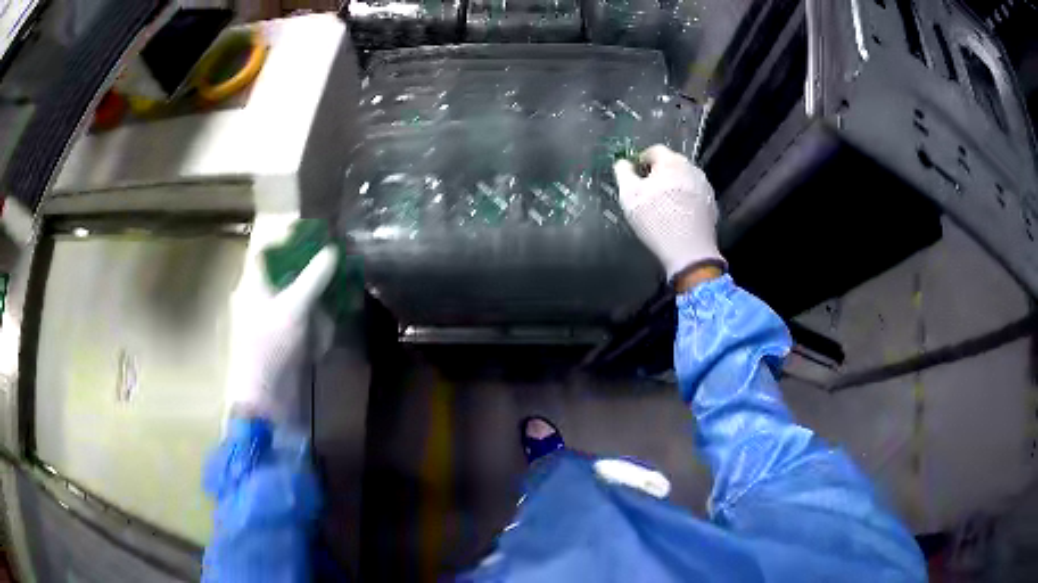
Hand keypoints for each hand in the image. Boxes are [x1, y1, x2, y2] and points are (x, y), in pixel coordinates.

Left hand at [225, 224, 337, 424]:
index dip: (288, 240)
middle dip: (310, 279)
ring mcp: (266, 322)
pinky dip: (310, 328)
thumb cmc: (271, 346)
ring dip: (314, 308)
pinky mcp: (276, 342)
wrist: (262, 399)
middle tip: (334, 276)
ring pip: (293, 301)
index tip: (317, 236)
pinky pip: (295, 325)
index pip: (267, 250)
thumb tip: (332, 251)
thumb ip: (314, 278)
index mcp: (251, 284)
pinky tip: (320, 341)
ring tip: (329, 318)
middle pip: (284, 276)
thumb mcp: (295, 308)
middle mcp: (255, 299)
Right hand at [614, 145, 724, 281]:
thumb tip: (623, 162)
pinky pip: (694, 195)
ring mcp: (705, 186)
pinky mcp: (712, 204)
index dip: (640, 161)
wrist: (689, 251)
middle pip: (671, 164)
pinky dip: (685, 200)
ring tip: (663, 206)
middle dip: (658, 174)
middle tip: (646, 193)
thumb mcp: (629, 195)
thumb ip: (623, 173)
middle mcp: (692, 168)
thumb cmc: (655, 219)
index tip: (634, 178)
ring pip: (684, 179)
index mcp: (671, 161)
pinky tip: (678, 216)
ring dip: (673, 186)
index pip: (653, 150)